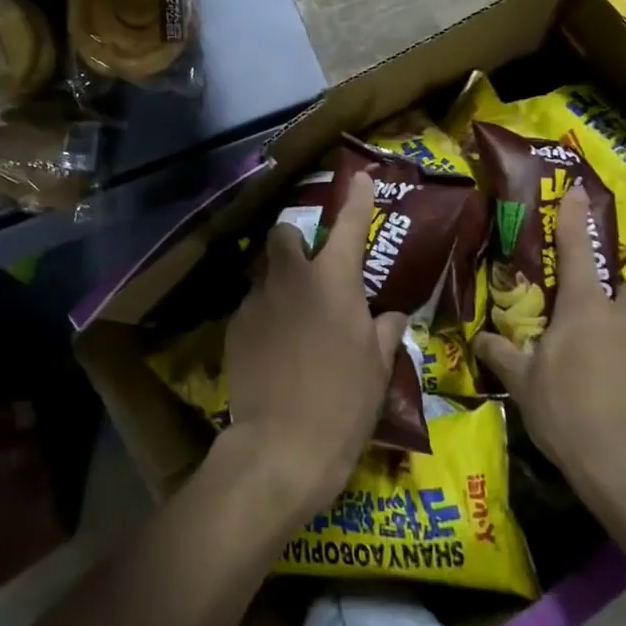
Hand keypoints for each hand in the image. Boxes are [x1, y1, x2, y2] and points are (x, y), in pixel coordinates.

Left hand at [219, 171, 405, 523]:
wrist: (279, 447)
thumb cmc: (343, 405)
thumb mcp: (377, 369)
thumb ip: (383, 332)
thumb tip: (391, 315)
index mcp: (333, 281)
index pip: (349, 226)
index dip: (357, 198)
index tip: (361, 177)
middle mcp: (291, 278)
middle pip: (285, 234)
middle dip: (296, 239)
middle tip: (312, 267)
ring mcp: (257, 301)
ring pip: (265, 271)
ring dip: (280, 280)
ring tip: (294, 314)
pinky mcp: (234, 327)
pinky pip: (253, 305)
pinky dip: (266, 313)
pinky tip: (275, 346)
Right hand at [473, 185, 625, 516]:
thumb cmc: (570, 414)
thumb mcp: (525, 387)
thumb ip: (503, 356)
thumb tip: (481, 339)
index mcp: (586, 310)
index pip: (575, 251)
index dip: (574, 219)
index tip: (578, 191)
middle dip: (618, 299)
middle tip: (598, 326)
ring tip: (618, 379)